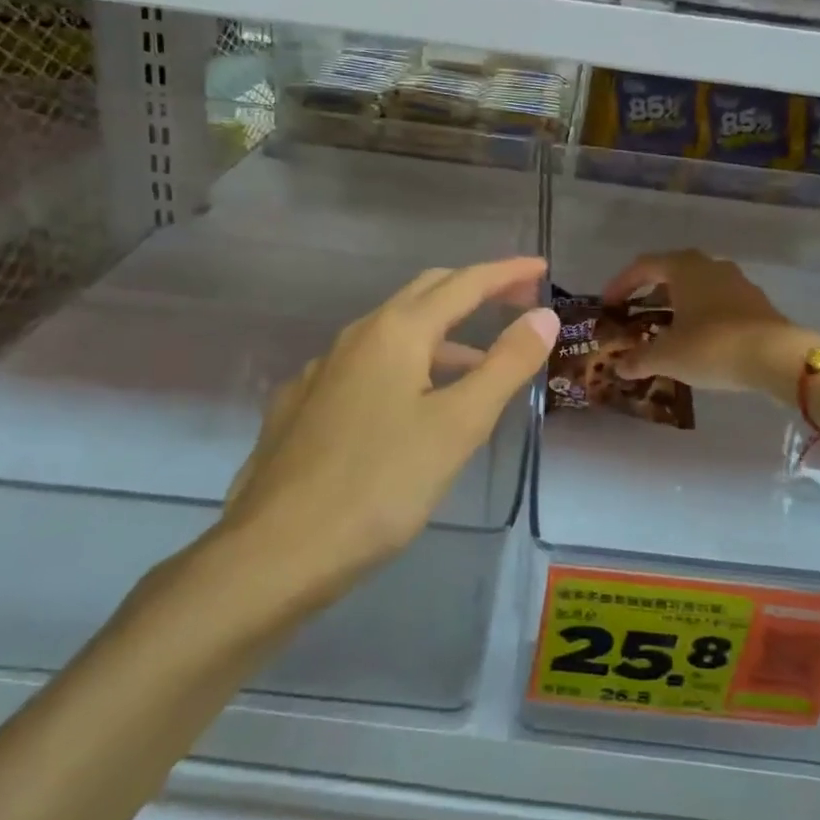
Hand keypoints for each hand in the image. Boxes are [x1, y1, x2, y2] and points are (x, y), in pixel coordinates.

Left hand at [213, 258, 557, 605]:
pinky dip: (403, 367)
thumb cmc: (380, 486)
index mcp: (395, 332)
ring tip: (477, 367)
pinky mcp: (301, 405)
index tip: (542, 268)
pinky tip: (407, 406)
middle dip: (473, 290)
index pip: (463, 284)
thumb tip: (543, 315)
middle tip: (516, 301)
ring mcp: (321, 370)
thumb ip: (505, 366)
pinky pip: (364, 367)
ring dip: (441, 337)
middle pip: (424, 294)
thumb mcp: (458, 426)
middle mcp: (355, 337)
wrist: (275, 551)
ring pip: (393, 333)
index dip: (507, 273)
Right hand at [603, 249, 819, 395]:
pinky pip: (718, 302)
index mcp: (684, 268)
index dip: (622, 284)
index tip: (609, 304)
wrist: (776, 357)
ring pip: (698, 287)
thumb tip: (620, 368)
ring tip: (665, 328)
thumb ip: (639, 359)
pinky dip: (701, 315)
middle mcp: (711, 266)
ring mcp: (737, 283)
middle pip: (672, 272)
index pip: (644, 266)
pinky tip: (697, 339)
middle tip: (636, 313)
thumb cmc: (712, 346)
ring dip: (678, 304)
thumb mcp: (667, 356)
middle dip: (651, 292)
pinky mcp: (756, 303)